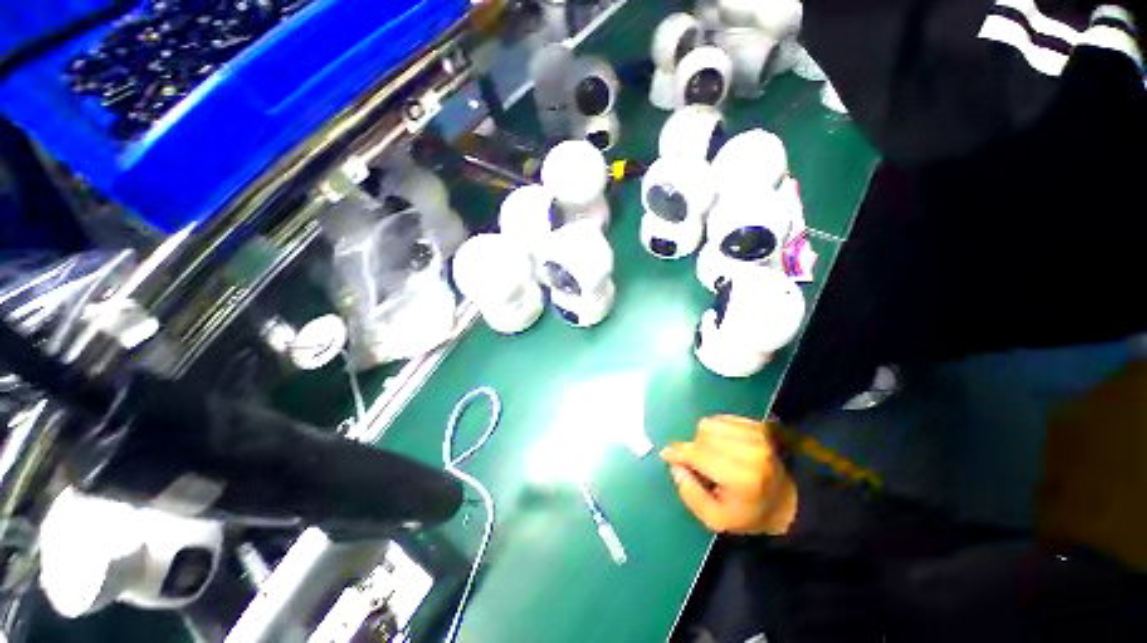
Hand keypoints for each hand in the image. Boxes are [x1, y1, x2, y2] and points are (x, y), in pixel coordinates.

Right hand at [661, 415, 797, 535]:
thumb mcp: (716, 519)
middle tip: (699, 464)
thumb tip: (675, 466)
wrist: (788, 501)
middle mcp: (750, 451)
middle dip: (694, 449)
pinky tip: (724, 445)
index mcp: (741, 478)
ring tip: (713, 454)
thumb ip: (690, 494)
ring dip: (704, 438)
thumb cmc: (749, 513)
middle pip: (702, 436)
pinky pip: (721, 418)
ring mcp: (756, 435)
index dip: (678, 453)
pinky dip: (716, 430)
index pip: (698, 454)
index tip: (667, 455)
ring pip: (709, 424)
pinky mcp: (758, 425)